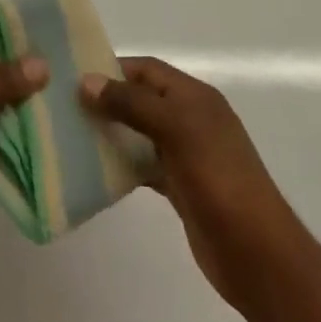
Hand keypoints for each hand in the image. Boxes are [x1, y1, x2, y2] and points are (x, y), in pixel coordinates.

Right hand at [81, 57, 301, 309]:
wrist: (256, 253)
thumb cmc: (218, 179)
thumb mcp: (176, 129)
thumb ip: (132, 103)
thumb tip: (86, 81)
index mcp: (195, 97)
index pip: (147, 69)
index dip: (112, 68)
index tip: (73, 78)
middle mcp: (191, 119)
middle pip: (142, 99)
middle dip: (107, 100)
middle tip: (64, 109)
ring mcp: (186, 154)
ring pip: (140, 133)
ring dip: (111, 133)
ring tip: (71, 137)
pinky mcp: (180, 187)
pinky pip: (143, 166)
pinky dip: (122, 165)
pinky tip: (95, 171)